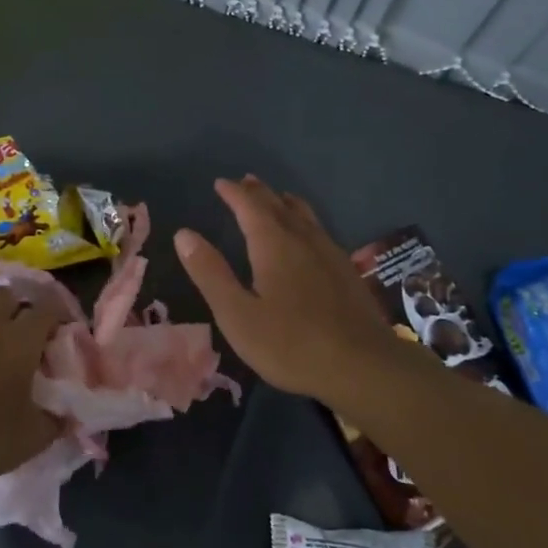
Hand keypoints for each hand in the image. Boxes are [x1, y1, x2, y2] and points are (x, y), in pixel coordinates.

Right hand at [175, 176, 411, 403]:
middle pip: (278, 206)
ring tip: (277, 196)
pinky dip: (305, 220)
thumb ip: (211, 273)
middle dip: (259, 193)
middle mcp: (303, 240)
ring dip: (285, 202)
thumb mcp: (237, 315)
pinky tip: (310, 235)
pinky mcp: (346, 271)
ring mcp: (330, 254)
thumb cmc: (290, 344)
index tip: (220, 183)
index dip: (234, 193)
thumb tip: (184, 234)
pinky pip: (320, 231)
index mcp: (273, 245)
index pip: (249, 207)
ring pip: (304, 216)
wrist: (363, 366)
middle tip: (245, 182)